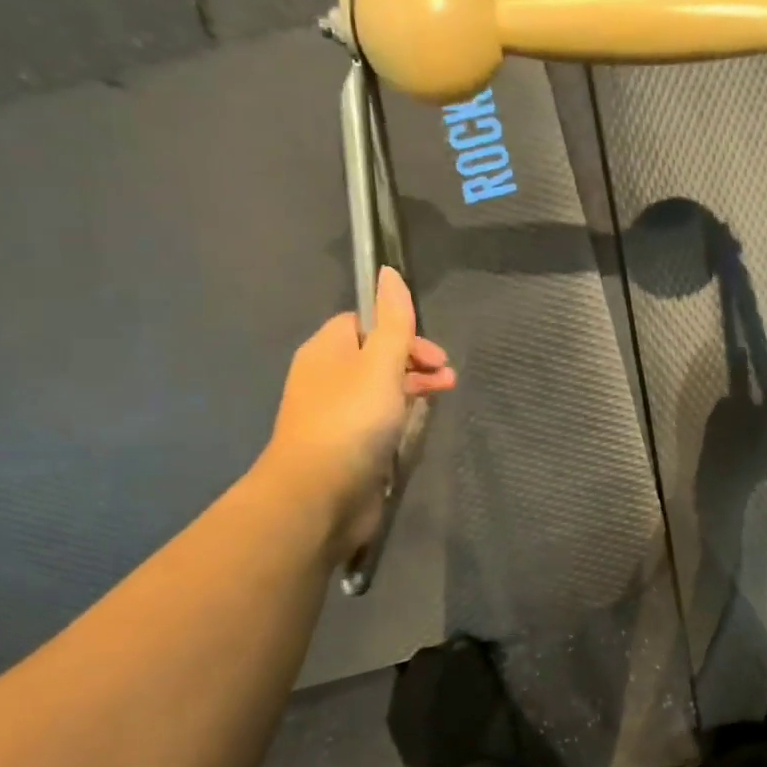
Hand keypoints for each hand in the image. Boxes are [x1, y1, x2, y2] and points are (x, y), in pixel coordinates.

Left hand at [259, 266, 454, 550]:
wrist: (318, 495)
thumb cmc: (351, 421)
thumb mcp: (379, 364)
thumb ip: (392, 321)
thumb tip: (388, 271)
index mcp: (327, 350)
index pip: (364, 323)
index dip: (401, 330)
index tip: (432, 351)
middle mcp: (327, 378)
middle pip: (375, 355)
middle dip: (414, 360)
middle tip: (447, 376)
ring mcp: (335, 414)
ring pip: (379, 388)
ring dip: (413, 386)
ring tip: (444, 396)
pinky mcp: (347, 446)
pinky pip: (377, 419)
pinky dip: (400, 415)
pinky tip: (418, 423)